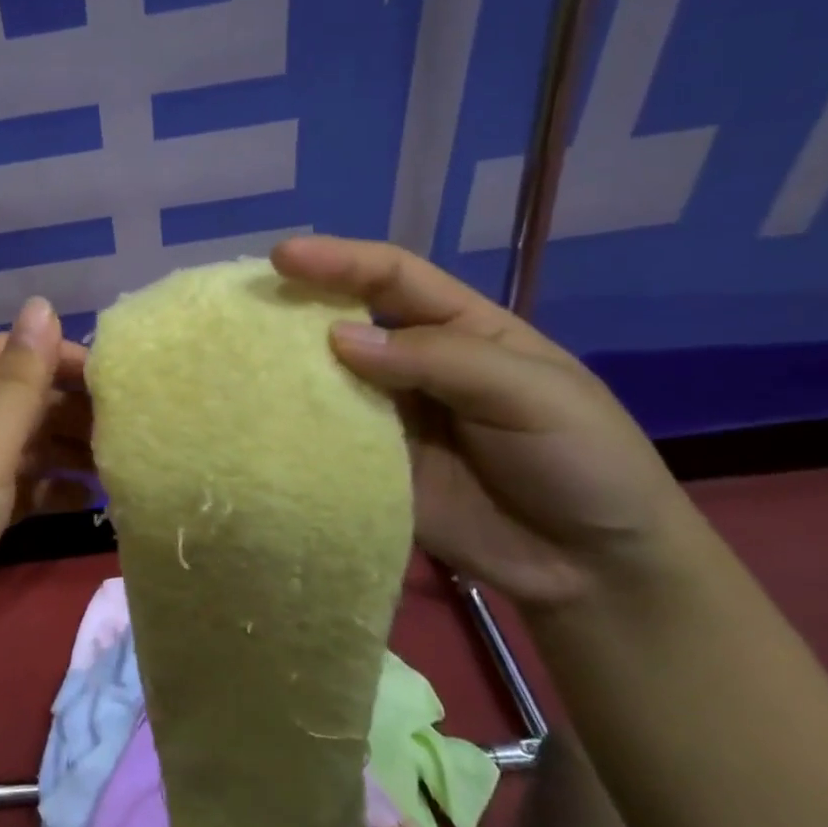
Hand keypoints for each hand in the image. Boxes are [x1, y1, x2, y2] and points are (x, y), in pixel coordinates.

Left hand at [0, 298, 93, 674]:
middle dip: (70, 406)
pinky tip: (89, 501)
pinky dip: (52, 489)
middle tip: (128, 425)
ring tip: (119, 463)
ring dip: (67, 450)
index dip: (55, 355)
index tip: (111, 376)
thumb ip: (17, 380)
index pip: (5, 355)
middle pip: (18, 400)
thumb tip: (42, 302)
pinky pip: (20, 489)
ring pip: (23, 447)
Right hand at [272, 237, 693, 607]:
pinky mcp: (370, 467)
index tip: (284, 257)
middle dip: (296, 305)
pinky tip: (257, 419)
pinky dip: (291, 426)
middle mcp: (413, 363)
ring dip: (284, 367)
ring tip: (233, 358)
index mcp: (459, 327)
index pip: (391, 277)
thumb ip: (440, 359)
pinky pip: (325, 438)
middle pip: (345, 320)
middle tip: (242, 304)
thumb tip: (336, 338)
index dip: (339, 260)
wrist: (593, 569)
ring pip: (326, 379)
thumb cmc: (581, 459)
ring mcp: (387, 416)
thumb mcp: (531, 393)